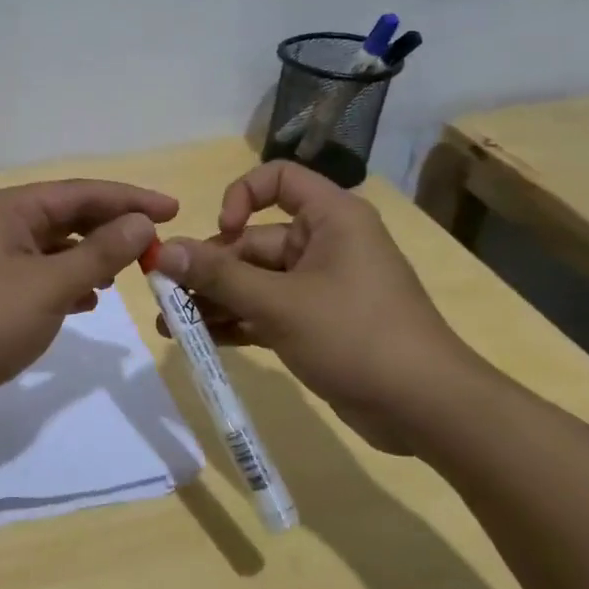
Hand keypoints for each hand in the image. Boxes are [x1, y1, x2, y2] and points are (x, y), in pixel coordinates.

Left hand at [0, 179, 177, 424]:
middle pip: (69, 216)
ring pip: (56, 248)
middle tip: (157, 243)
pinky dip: (69, 283)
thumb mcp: (49, 286)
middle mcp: (2, 226)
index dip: (130, 199)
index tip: (174, 209)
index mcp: (12, 210)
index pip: (82, 193)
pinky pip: (42, 277)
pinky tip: (90, 301)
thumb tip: (141, 223)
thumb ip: (99, 254)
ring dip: (93, 256)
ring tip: (130, 271)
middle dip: (113, 228)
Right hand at [152, 161, 485, 449]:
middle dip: (208, 269)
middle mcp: (325, 244)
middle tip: (165, 296)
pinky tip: (198, 340)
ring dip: (214, 300)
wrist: (425, 409)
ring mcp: (320, 287)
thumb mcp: (279, 304)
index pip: (278, 179)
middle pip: (254, 242)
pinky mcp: (316, 324)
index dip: (241, 196)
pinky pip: (266, 311)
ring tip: (169, 325)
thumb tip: (163, 251)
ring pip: (255, 281)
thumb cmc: (356, 336)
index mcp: (330, 219)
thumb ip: (218, 276)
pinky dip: (235, 322)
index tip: (222, 232)